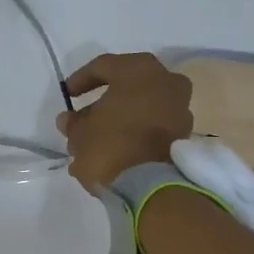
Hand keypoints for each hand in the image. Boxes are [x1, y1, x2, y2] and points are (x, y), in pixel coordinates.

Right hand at [56, 52, 193, 194]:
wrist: (151, 186)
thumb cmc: (111, 147)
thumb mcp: (80, 135)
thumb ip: (74, 123)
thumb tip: (70, 120)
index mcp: (138, 70)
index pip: (104, 66)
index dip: (82, 79)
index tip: (68, 95)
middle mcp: (166, 81)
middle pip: (129, 85)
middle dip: (106, 100)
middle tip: (85, 117)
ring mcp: (180, 108)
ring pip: (145, 106)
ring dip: (123, 117)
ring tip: (100, 138)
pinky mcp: (184, 134)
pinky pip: (155, 125)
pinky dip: (138, 132)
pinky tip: (118, 149)